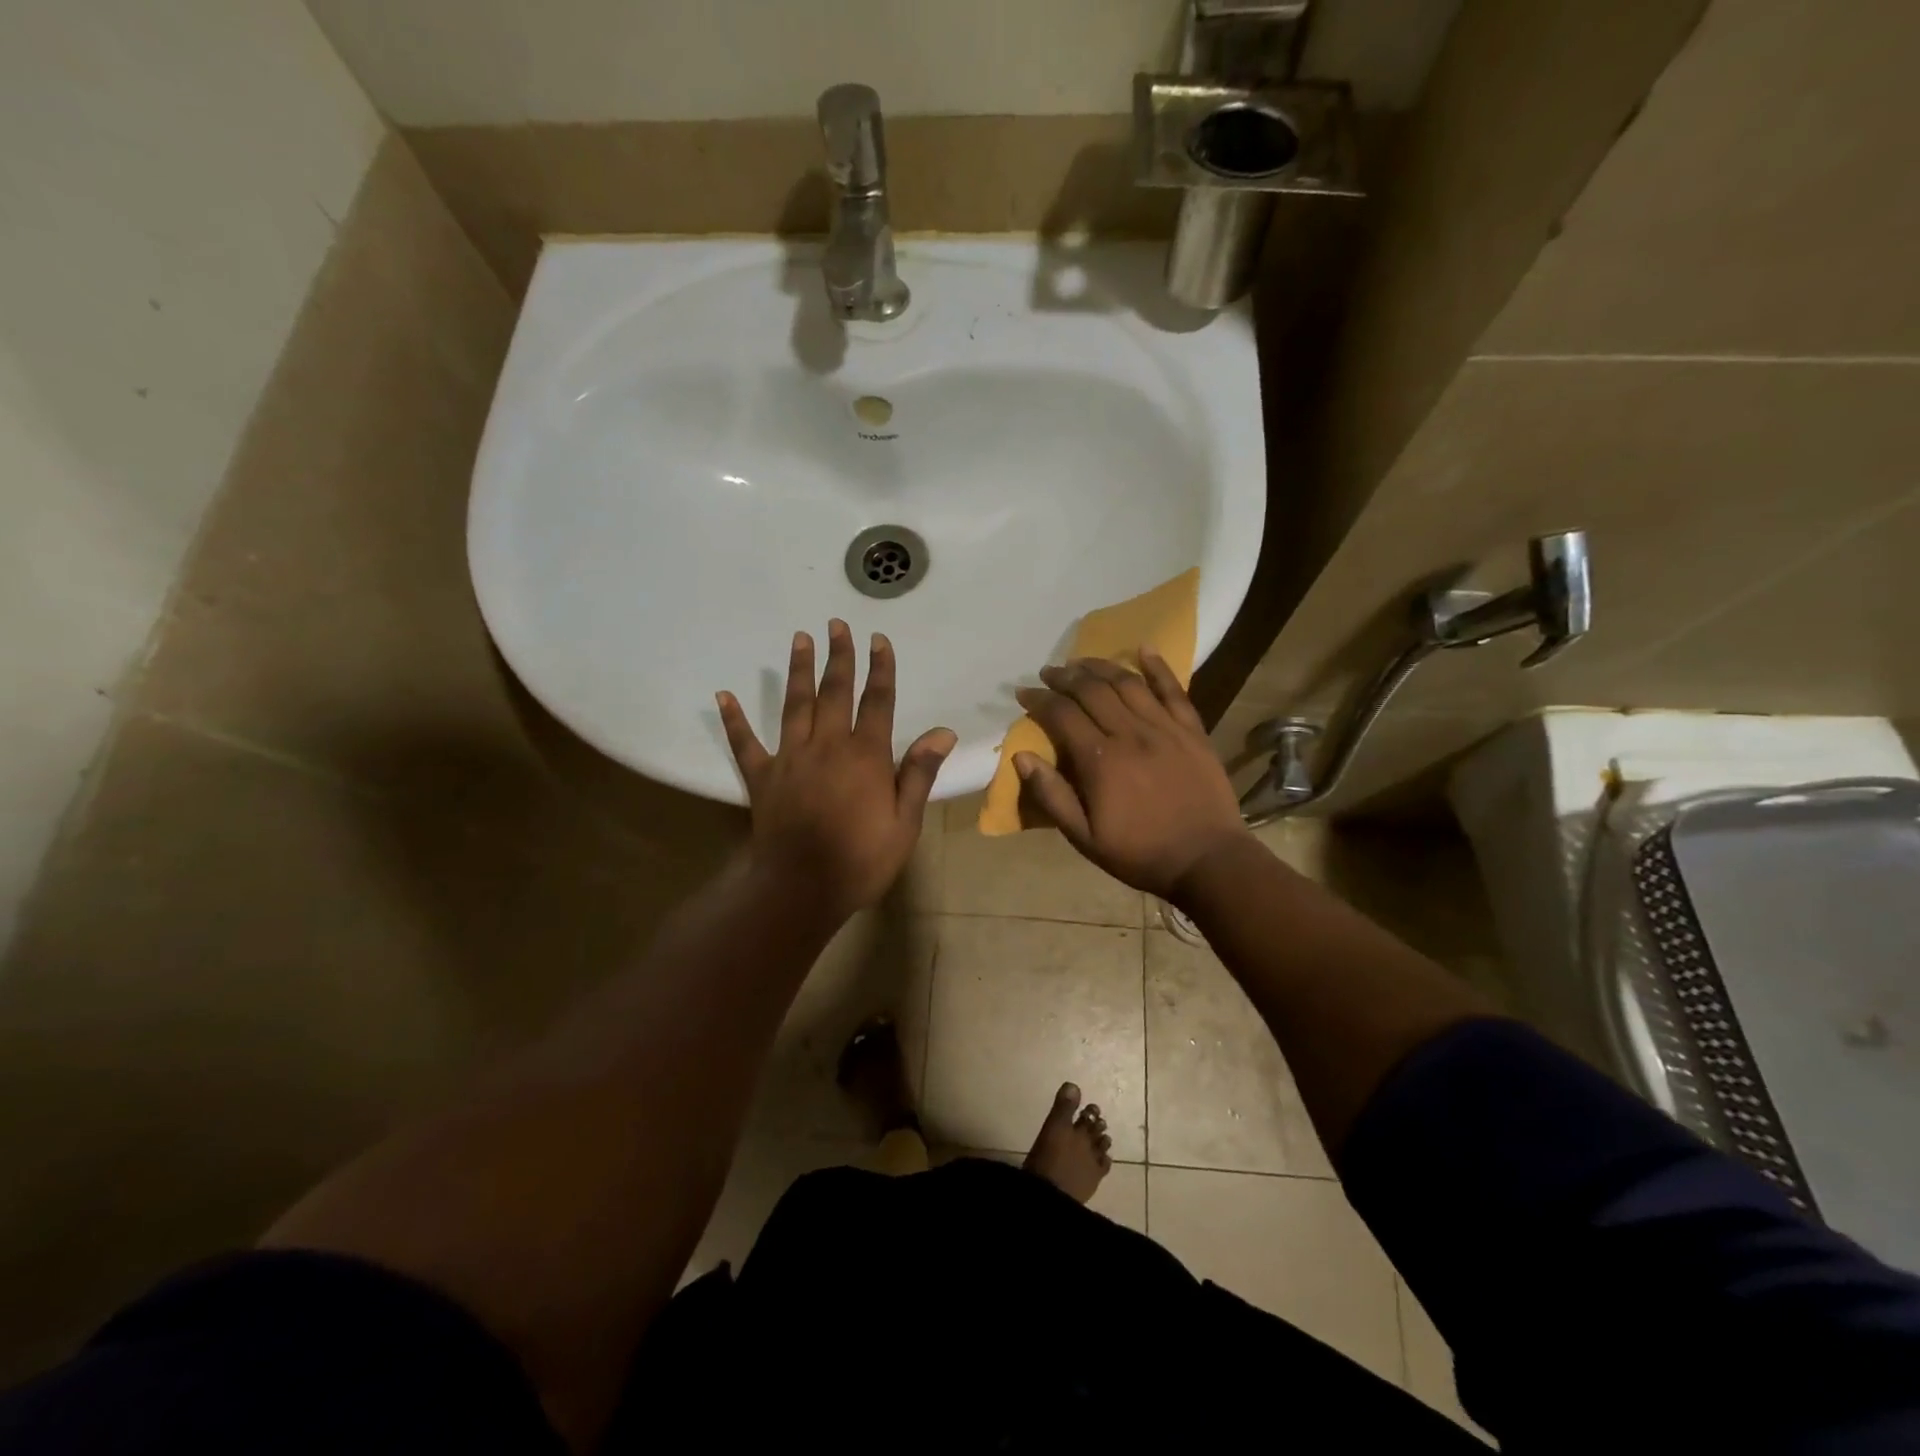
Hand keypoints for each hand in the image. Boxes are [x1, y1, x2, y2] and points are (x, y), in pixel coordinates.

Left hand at [718, 621, 955, 920]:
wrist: (802, 888)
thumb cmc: (861, 859)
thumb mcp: (904, 822)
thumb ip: (919, 773)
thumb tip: (942, 732)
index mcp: (865, 756)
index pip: (877, 702)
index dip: (880, 669)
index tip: (879, 640)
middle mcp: (827, 746)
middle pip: (834, 692)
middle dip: (838, 656)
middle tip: (836, 624)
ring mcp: (790, 758)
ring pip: (795, 705)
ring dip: (799, 670)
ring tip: (800, 638)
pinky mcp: (762, 777)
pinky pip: (745, 744)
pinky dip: (734, 720)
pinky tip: (723, 696)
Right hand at [1013, 649, 1249, 899]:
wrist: (1208, 861)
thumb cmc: (1140, 854)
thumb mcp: (1084, 838)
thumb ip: (1052, 796)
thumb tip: (1021, 757)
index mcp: (1101, 761)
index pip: (1062, 715)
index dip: (1039, 700)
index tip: (1024, 693)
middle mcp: (1131, 733)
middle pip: (1092, 690)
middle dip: (1065, 677)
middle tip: (1048, 672)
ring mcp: (1165, 728)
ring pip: (1127, 683)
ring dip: (1100, 666)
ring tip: (1081, 661)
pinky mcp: (1192, 730)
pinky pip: (1174, 690)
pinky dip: (1158, 666)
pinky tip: (1143, 648)